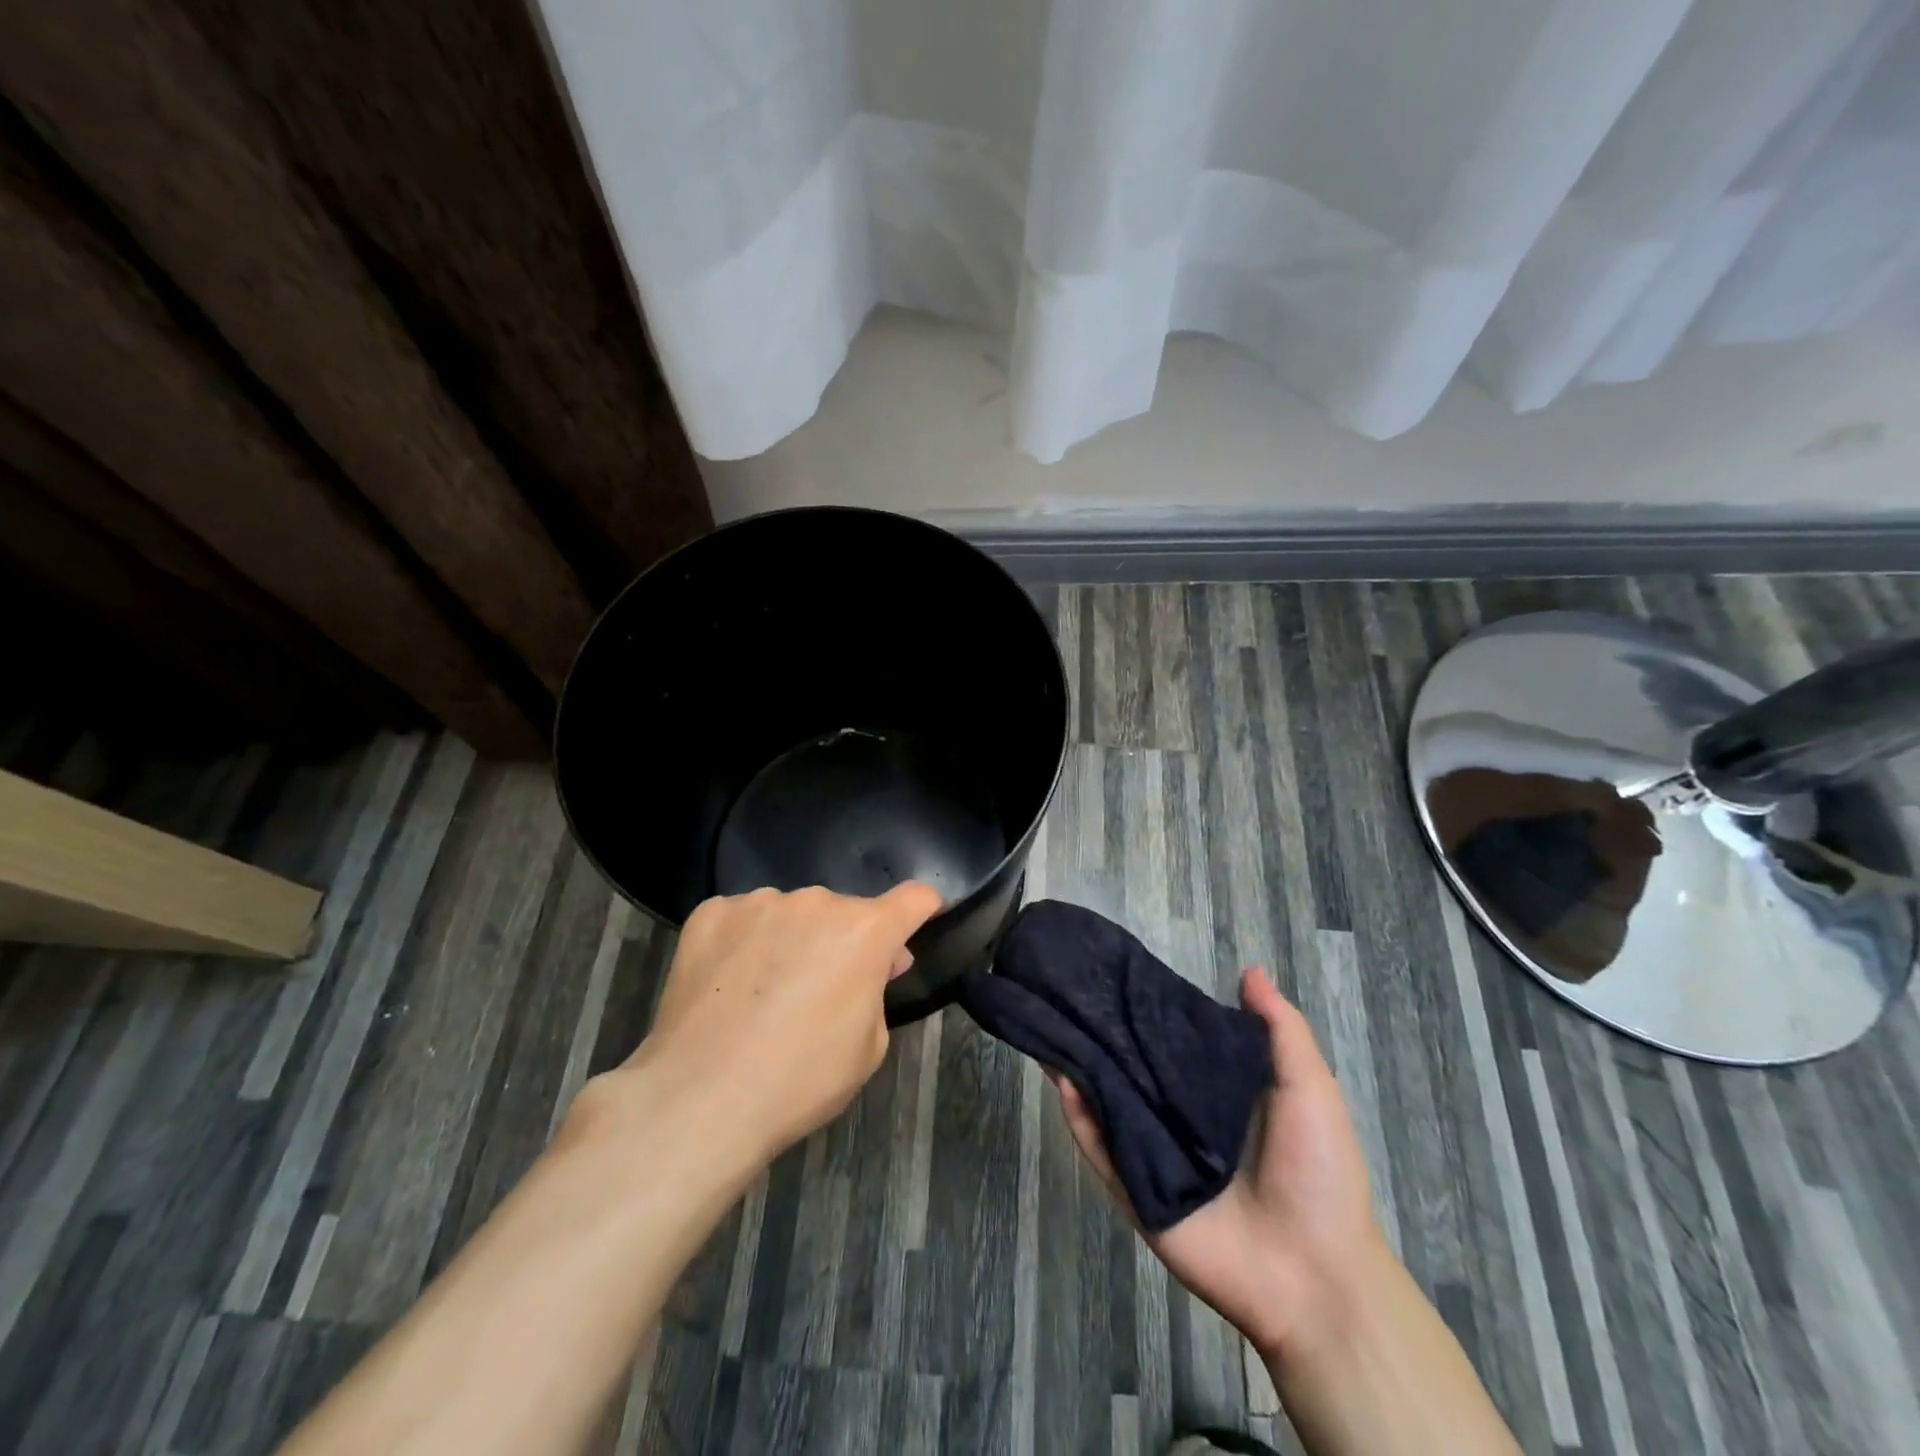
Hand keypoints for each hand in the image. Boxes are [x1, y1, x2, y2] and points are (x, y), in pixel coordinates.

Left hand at [613, 883, 942, 1167]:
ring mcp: (759, 903)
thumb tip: (875, 963)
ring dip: (793, 939)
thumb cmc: (800, 1080)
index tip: (920, 920)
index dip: (924, 908)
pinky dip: (745, 942)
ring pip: (791, 913)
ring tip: (766, 993)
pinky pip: (743, 918)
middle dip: (845, 941)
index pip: (914, 898)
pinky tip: (727, 984)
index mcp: (865, 931)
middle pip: (845, 912)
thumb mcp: (868, 1048)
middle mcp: (816, 902)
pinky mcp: (710, 913)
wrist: (700, 1099)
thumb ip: (878, 992)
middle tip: (824, 989)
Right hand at [1052, 967, 1388, 1361]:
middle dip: (1102, 1033)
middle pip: (1131, 1068)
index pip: (1170, 1042)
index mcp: (1215, 1093)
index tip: (1118, 972)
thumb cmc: (1317, 1171)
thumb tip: (1250, 970)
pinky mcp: (1136, 1191)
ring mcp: (1154, 1155)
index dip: (1146, 1011)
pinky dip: (1079, 1118)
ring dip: (1081, 1067)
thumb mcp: (1309, 1089)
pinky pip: (1101, 1150)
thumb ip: (1281, 1030)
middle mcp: (1178, 1117)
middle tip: (1069, 991)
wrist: (1316, 1274)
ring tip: (1051, 1023)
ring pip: (1107, 1102)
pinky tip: (1064, 1080)